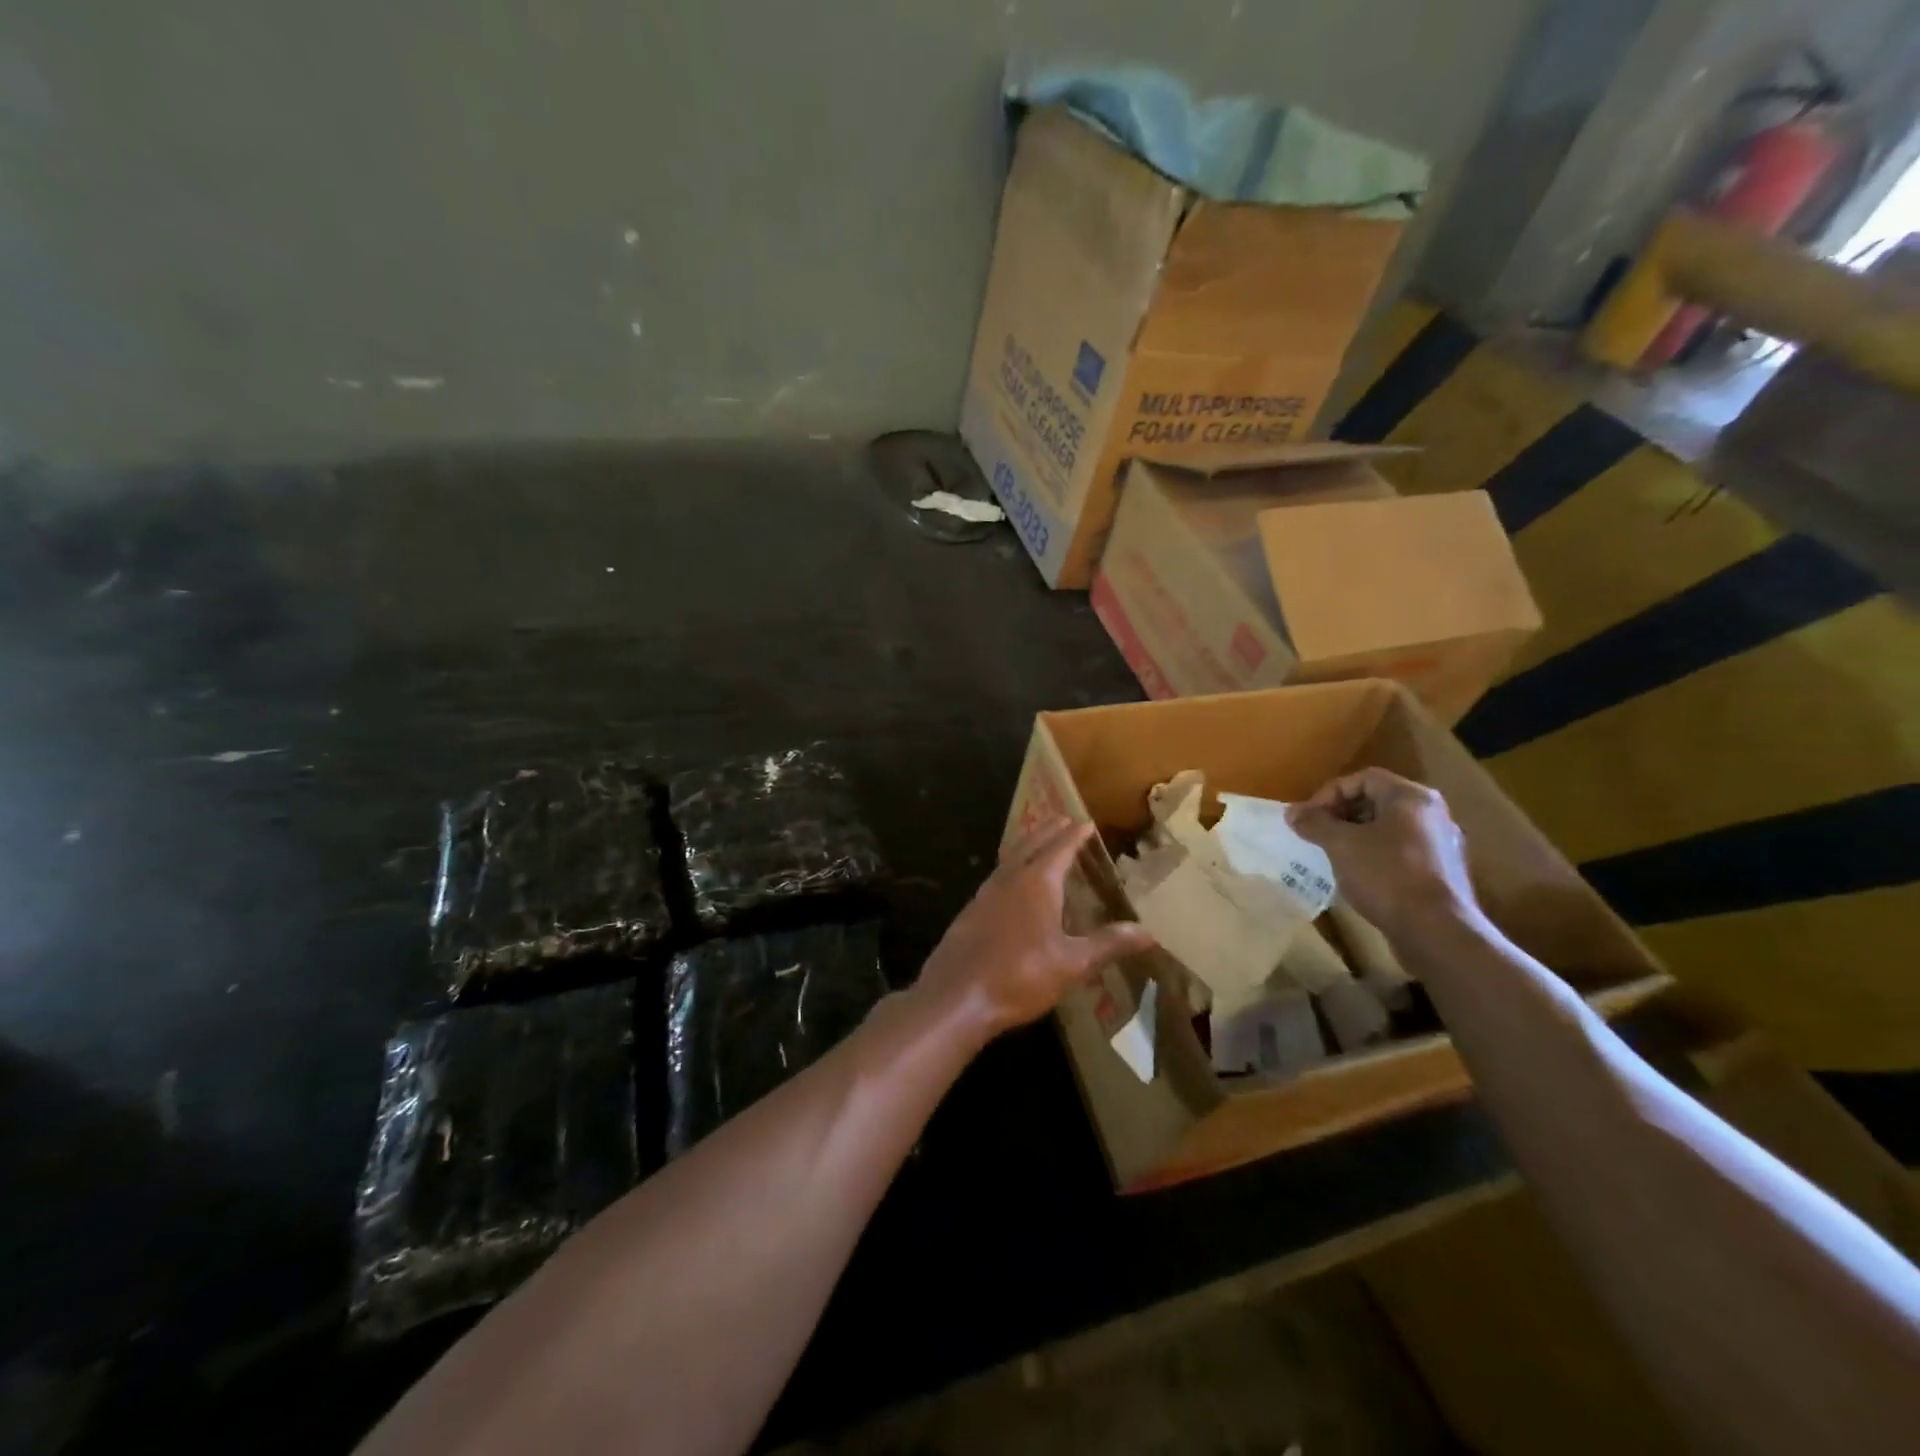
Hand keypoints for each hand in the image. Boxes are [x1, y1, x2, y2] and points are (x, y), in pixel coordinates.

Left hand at [917, 818, 1155, 1041]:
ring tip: (1039, 842)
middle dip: (1049, 831)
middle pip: (1031, 844)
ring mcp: (986, 893)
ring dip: (1027, 845)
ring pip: (1010, 858)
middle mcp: (1010, 879)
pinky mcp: (971, 911)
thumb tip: (1148, 932)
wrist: (957, 996)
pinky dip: (1011, 867)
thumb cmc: (1019, 976)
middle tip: (1062, 820)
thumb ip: (1108, 944)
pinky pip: (997, 876)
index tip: (1085, 822)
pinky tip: (1013, 883)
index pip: (1060, 848)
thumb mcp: (1072, 963)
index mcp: (1037, 882)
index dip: (1074, 835)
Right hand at [1286, 769, 1480, 942]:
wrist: (1436, 931)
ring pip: (1388, 828)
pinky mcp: (1442, 872)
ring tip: (1333, 855)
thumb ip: (1315, 823)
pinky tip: (1359, 876)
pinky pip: (1401, 851)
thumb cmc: (1386, 875)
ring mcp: (1441, 844)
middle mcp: (1432, 813)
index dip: (1329, 793)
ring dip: (1356, 836)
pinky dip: (1375, 855)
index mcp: (1411, 797)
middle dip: (1341, 814)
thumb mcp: (1341, 844)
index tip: (1309, 818)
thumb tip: (1292, 812)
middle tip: (1317, 834)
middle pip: (1377, 801)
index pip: (1362, 778)